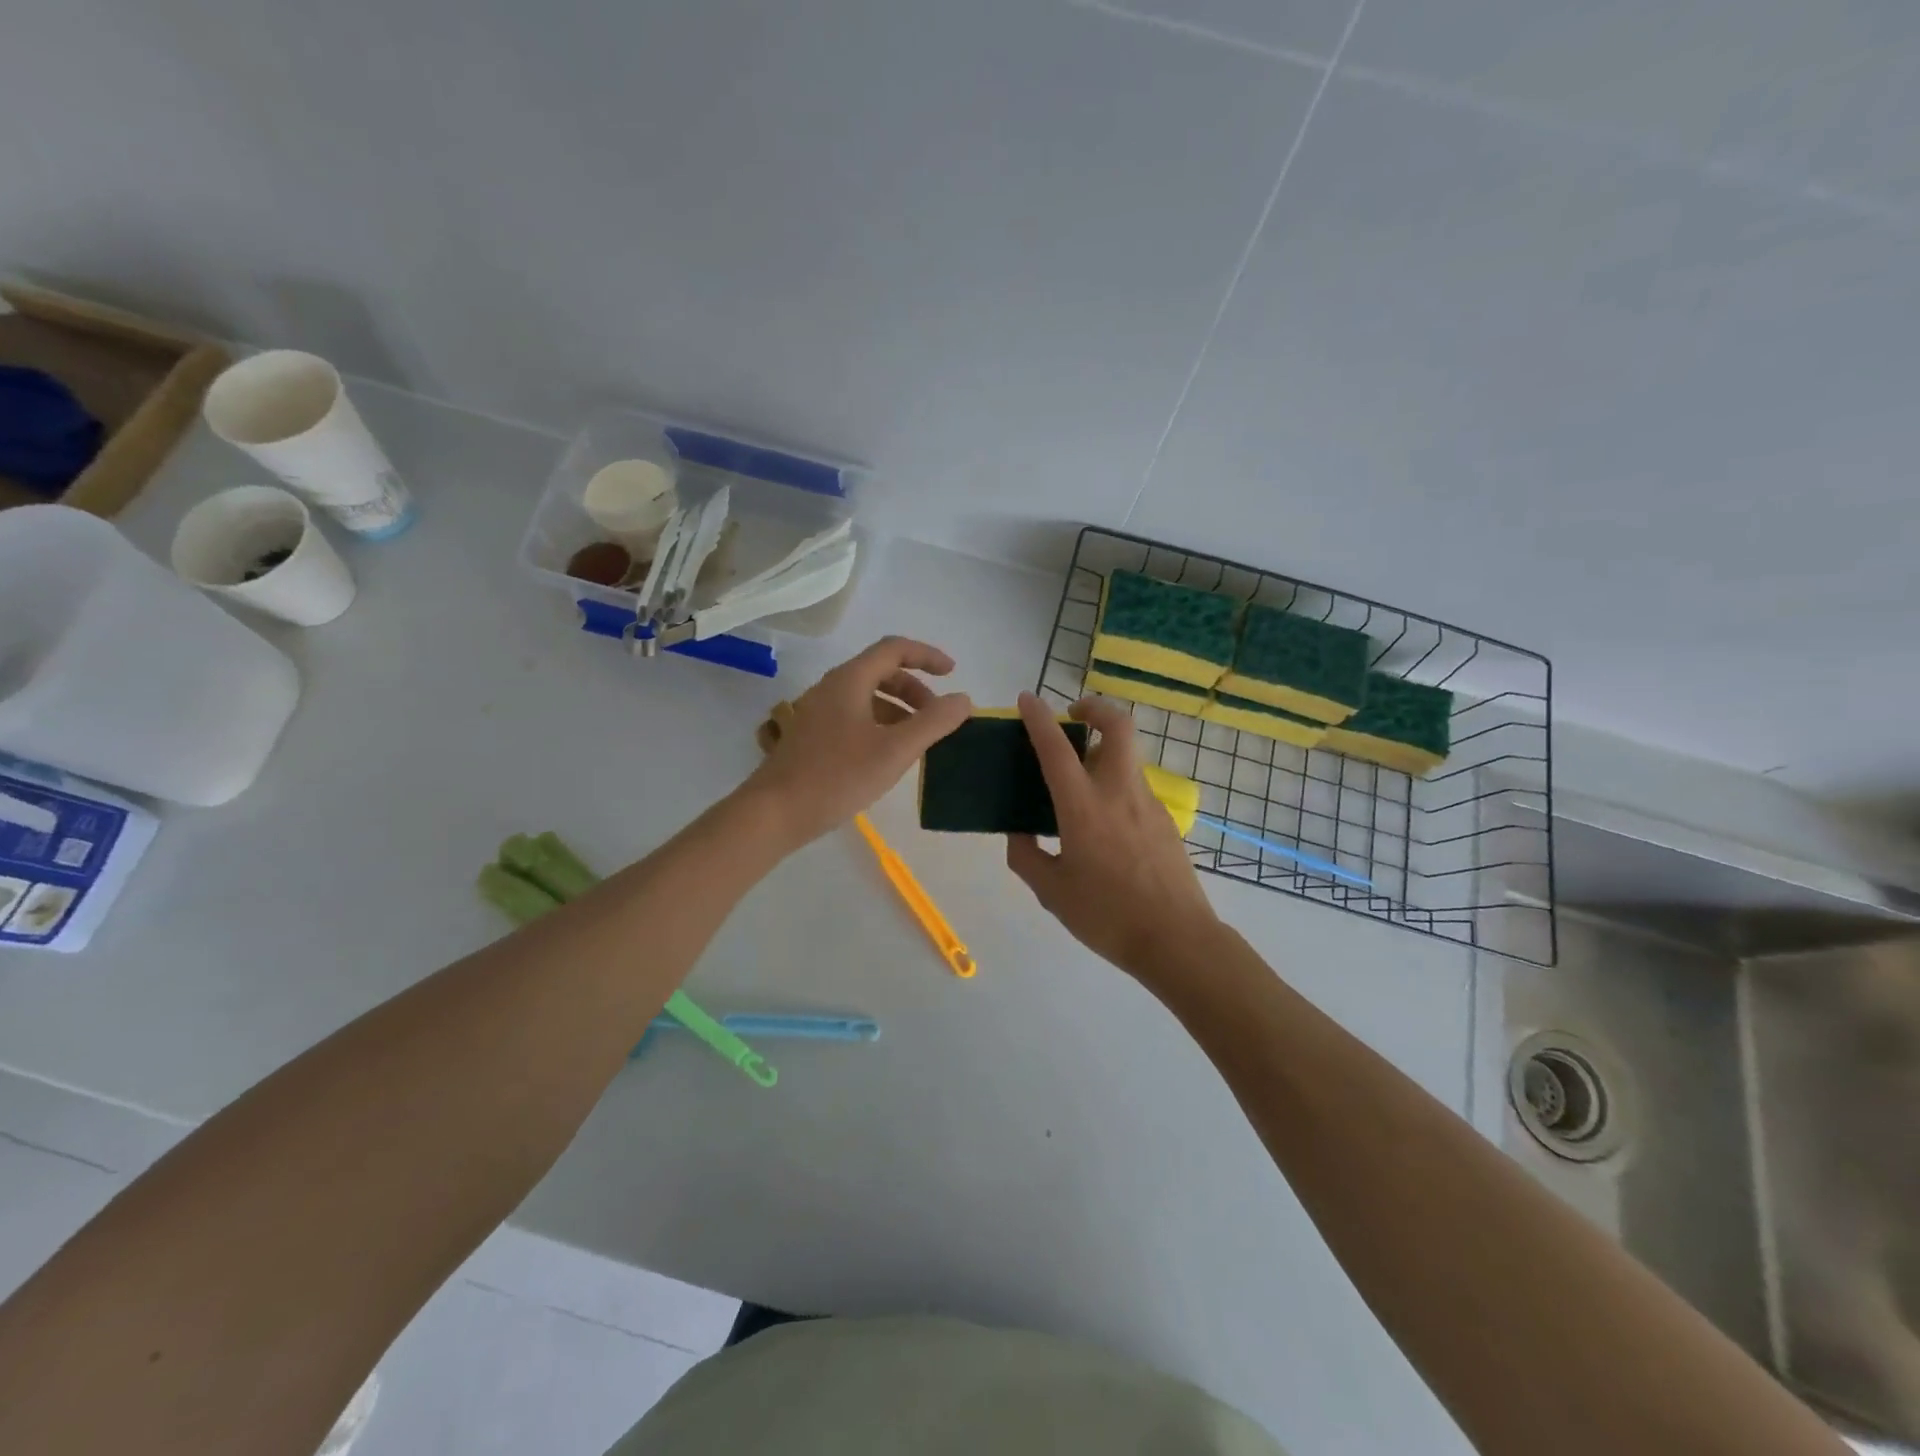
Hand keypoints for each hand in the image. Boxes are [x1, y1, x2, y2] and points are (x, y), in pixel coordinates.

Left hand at [743, 636, 970, 846]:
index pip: (894, 649)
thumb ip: (933, 723)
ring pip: (867, 697)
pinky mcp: (811, 737)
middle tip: (936, 717)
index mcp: (850, 680)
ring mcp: (817, 712)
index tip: (953, 674)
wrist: (774, 812)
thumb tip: (962, 700)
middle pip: (881, 672)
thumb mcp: (895, 750)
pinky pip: (854, 717)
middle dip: (915, 689)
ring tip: (918, 741)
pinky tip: (887, 757)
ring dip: (898, 710)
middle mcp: (831, 688)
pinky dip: (880, 725)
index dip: (927, 656)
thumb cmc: (837, 776)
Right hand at [1005, 691, 1220, 983]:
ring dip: (1103, 749)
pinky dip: (1114, 782)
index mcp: (1083, 808)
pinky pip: (1135, 786)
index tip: (1027, 698)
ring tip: (1079, 779)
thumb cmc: (1107, 916)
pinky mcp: (1165, 820)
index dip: (1039, 718)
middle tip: (1073, 717)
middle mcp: (1119, 793)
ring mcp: (1148, 803)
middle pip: (1117, 726)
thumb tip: (1017, 833)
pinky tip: (1102, 821)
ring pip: (1127, 755)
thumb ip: (1027, 856)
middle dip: (1095, 707)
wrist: (1177, 940)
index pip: (1056, 749)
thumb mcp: (1052, 892)